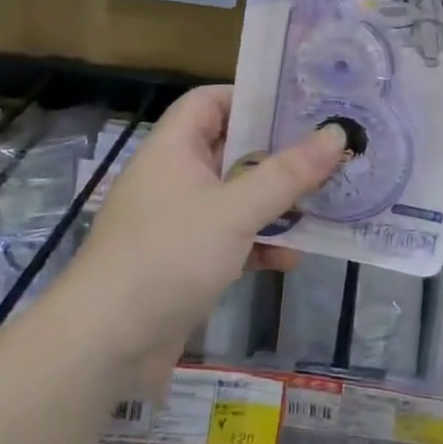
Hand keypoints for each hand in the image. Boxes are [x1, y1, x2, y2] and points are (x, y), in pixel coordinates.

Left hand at [75, 86, 344, 366]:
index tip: (298, 106)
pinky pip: (232, 238)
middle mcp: (175, 178)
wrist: (105, 346)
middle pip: (232, 149)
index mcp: (174, 149)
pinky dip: (260, 243)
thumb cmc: (168, 256)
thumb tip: (337, 133)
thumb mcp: (235, 210)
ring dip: (276, 203)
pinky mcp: (186, 261)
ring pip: (237, 197)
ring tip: (324, 203)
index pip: (210, 101)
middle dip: (279, 154)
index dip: (251, 97)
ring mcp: (180, 221)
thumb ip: (288, 173)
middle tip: (328, 150)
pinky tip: (292, 257)